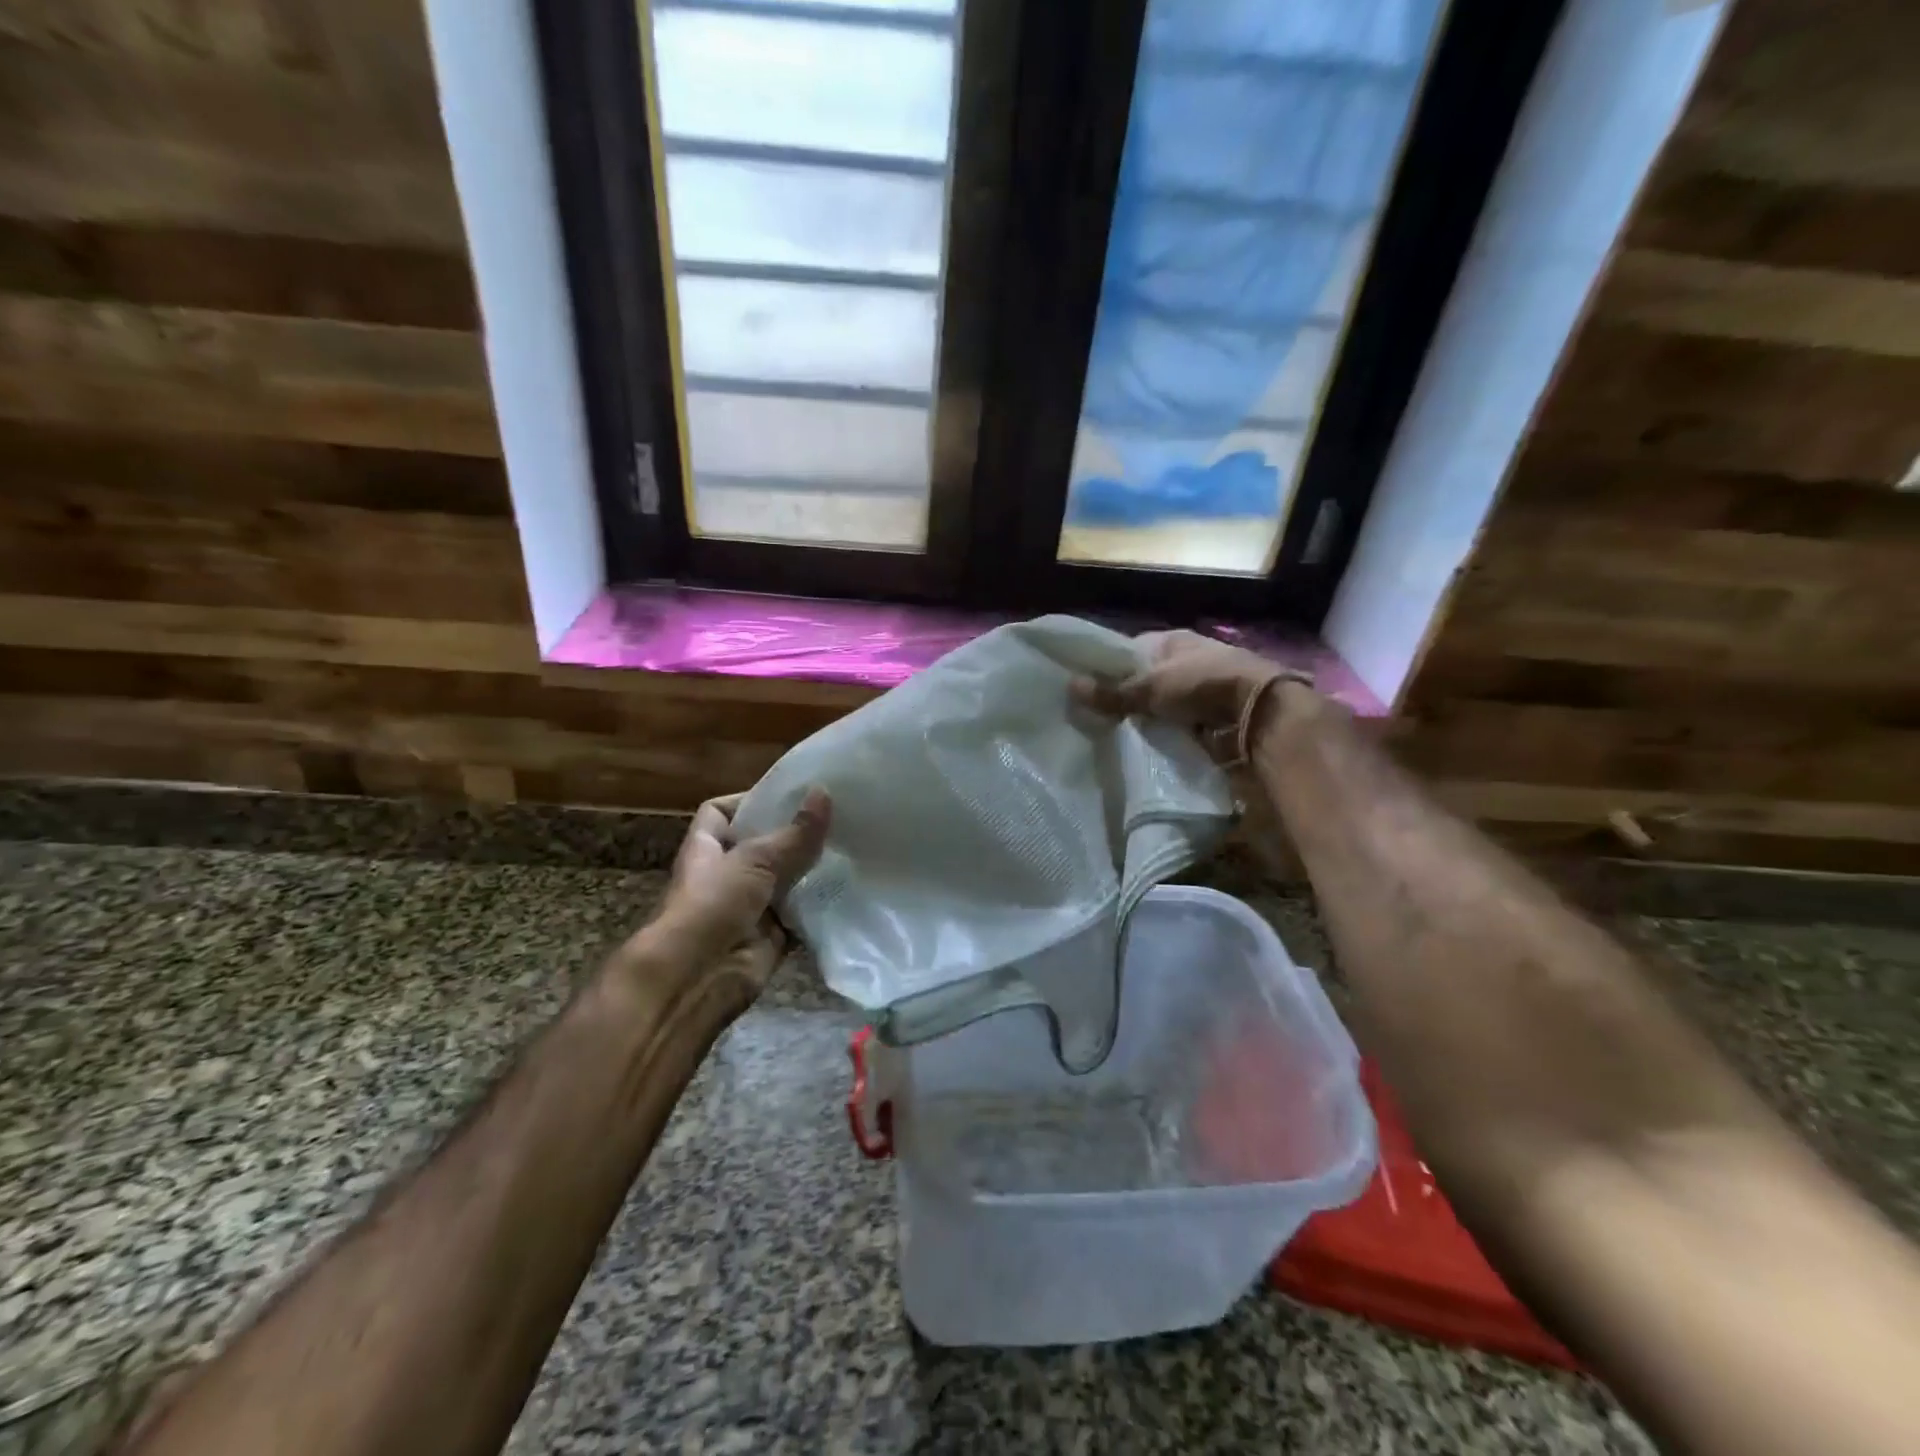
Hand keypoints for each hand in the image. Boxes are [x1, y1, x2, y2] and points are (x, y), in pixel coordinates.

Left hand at [622, 789, 831, 998]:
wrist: (696, 978)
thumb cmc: (713, 905)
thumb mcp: (754, 859)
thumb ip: (794, 832)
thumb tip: (824, 792)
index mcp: (709, 848)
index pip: (722, 812)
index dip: (750, 800)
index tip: (790, 793)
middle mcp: (728, 874)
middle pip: (764, 845)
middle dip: (796, 833)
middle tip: (837, 815)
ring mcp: (750, 906)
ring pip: (787, 879)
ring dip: (813, 869)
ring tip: (852, 844)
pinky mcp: (773, 936)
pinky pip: (801, 914)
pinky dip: (821, 905)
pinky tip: (850, 886)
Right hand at [1072, 630, 1302, 760]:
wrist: (1260, 712)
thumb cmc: (1201, 685)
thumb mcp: (1151, 687)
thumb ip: (1113, 692)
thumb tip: (1070, 686)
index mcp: (1173, 640)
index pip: (1132, 649)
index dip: (1111, 667)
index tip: (1091, 688)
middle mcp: (1189, 658)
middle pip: (1148, 678)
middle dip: (1129, 696)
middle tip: (1100, 716)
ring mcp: (1204, 687)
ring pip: (1164, 702)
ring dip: (1149, 716)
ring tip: (1120, 733)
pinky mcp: (1215, 713)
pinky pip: (1181, 722)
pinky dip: (1169, 731)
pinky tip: (1150, 744)